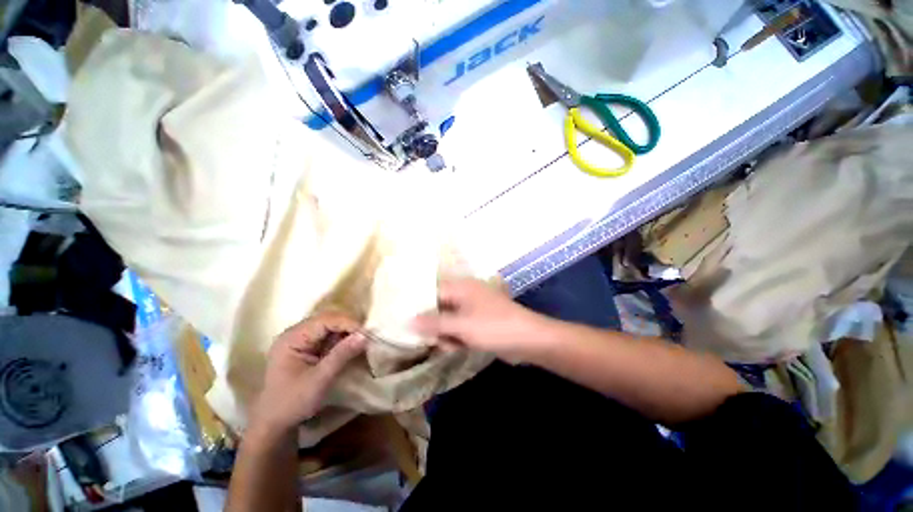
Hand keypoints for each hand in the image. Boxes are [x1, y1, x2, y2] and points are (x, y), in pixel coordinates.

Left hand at [249, 313, 366, 435]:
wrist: (275, 424)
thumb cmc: (293, 403)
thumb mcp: (319, 380)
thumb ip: (341, 355)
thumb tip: (365, 335)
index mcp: (292, 338)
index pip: (325, 320)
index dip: (347, 323)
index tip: (366, 333)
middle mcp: (295, 333)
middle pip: (328, 319)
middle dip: (348, 326)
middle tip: (366, 336)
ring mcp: (300, 340)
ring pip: (330, 326)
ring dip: (347, 332)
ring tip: (362, 340)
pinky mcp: (307, 347)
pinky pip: (328, 336)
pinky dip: (342, 339)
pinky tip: (351, 346)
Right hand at [412, 278, 554, 362]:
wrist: (529, 340)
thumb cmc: (494, 327)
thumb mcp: (461, 326)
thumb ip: (434, 323)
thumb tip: (408, 320)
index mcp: (461, 287)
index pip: (432, 292)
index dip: (419, 306)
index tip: (405, 321)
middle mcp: (465, 294)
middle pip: (439, 307)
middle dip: (434, 325)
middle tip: (430, 340)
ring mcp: (473, 308)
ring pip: (449, 319)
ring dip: (445, 334)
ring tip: (449, 345)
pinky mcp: (479, 321)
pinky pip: (460, 327)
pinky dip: (457, 337)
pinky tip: (458, 347)